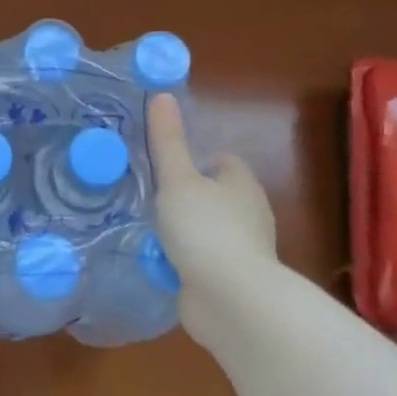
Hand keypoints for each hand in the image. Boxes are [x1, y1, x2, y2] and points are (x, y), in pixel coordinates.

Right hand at [146, 94, 276, 326]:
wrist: (231, 300)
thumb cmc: (205, 229)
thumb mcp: (177, 179)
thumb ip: (167, 140)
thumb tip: (162, 95)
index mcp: (241, 183)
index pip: (222, 161)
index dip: (196, 160)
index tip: (165, 167)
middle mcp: (249, 213)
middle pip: (215, 195)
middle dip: (186, 196)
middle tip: (148, 196)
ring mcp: (242, 249)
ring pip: (208, 229)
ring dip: (184, 230)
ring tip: (147, 229)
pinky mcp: (231, 279)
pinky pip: (203, 260)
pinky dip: (185, 259)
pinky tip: (159, 261)